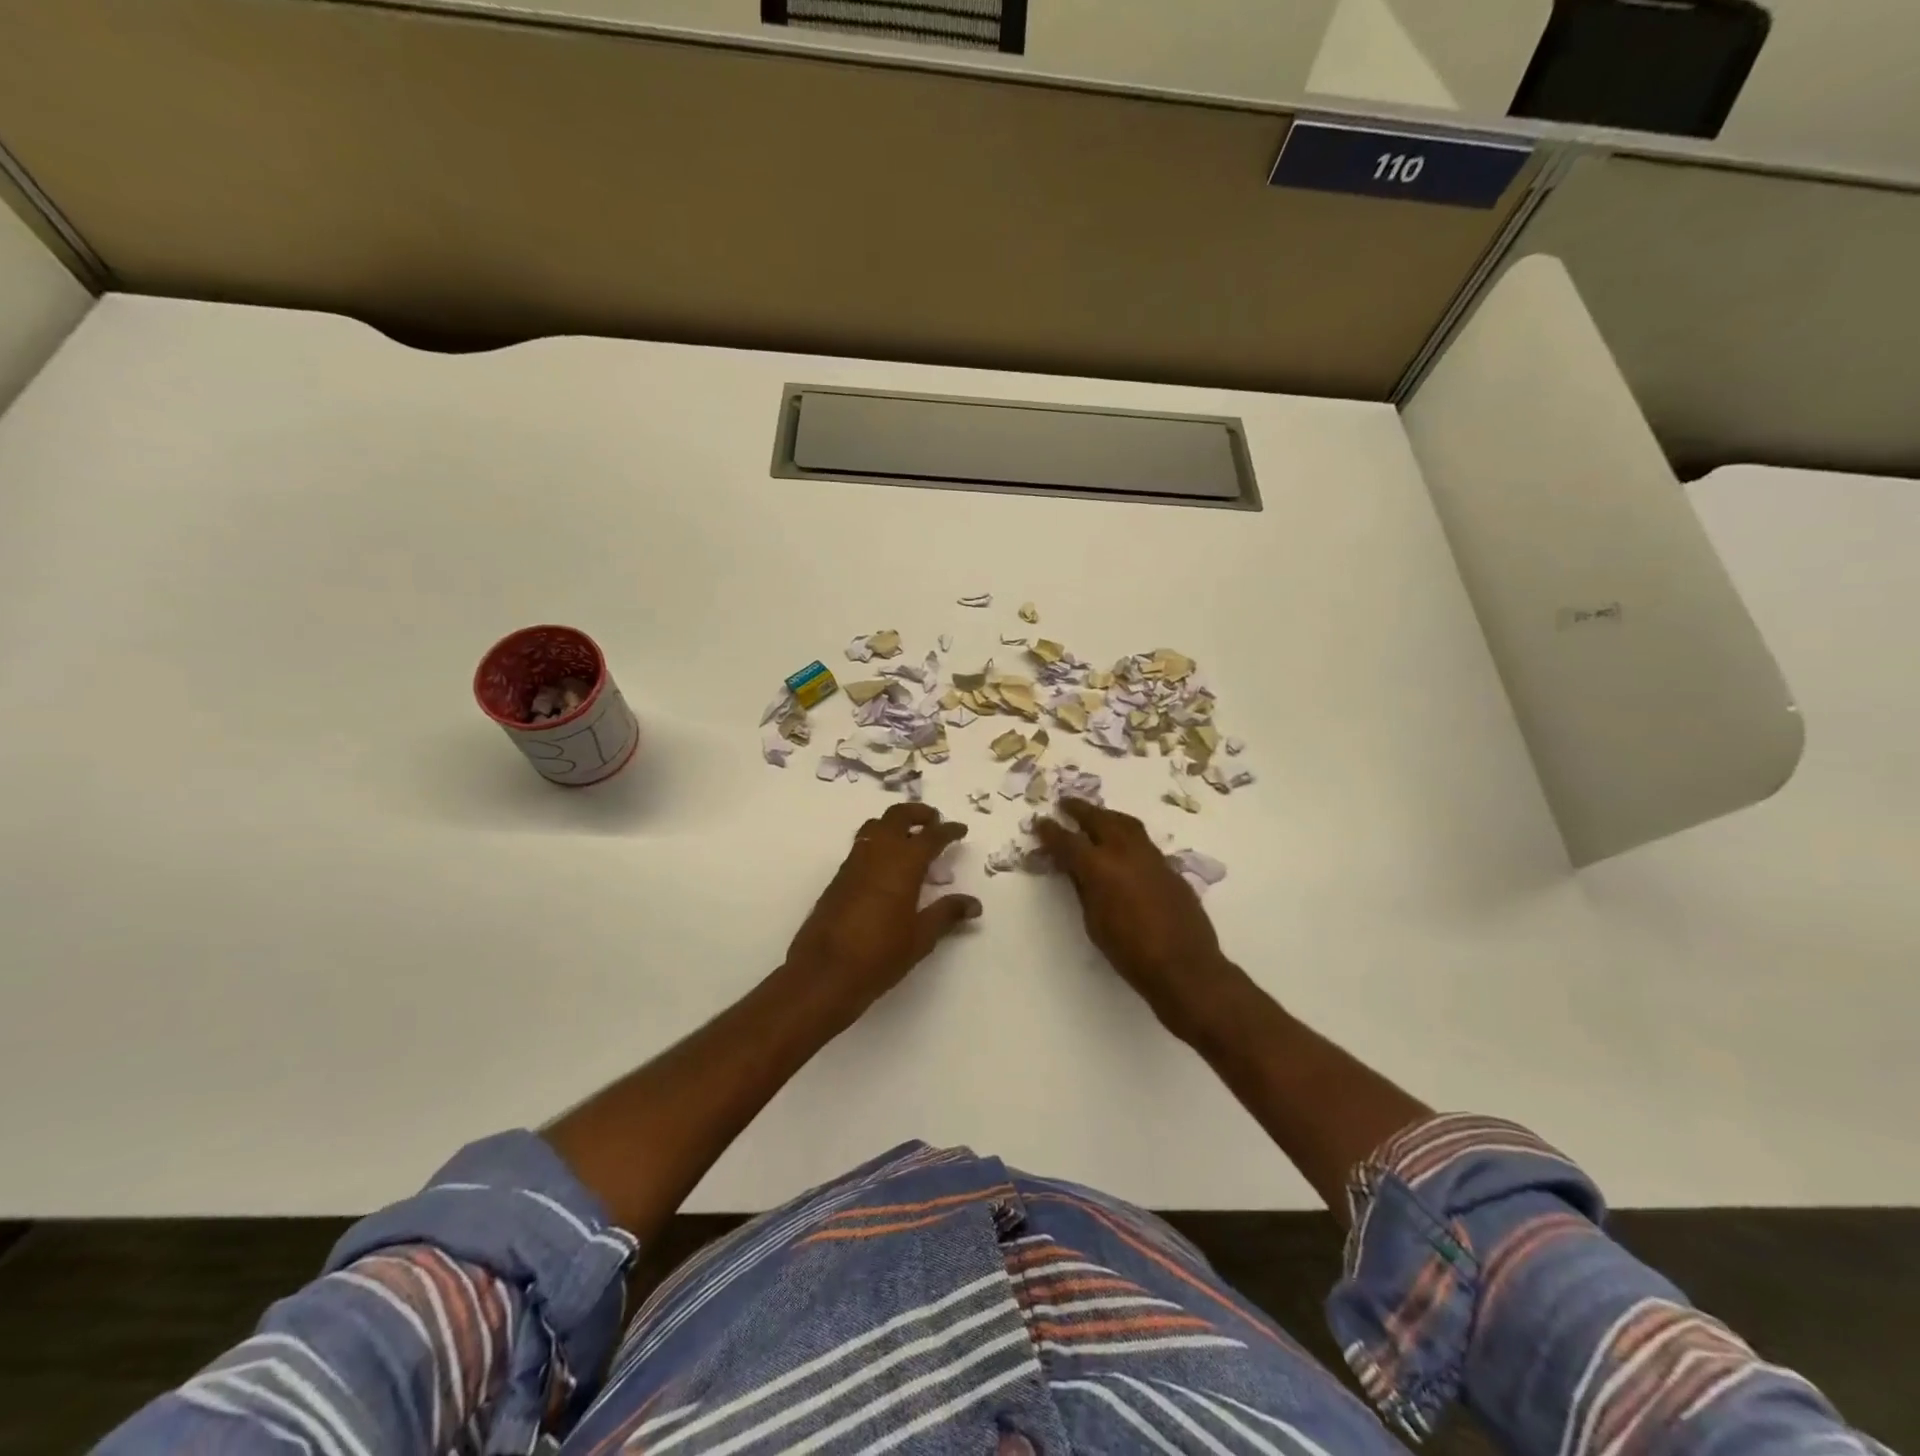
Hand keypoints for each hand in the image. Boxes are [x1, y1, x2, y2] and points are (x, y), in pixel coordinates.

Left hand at [784, 803, 980, 1025]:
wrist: (824, 972)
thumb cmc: (880, 955)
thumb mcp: (921, 937)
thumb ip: (947, 913)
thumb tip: (973, 903)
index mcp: (903, 864)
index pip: (931, 836)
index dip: (948, 830)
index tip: (960, 829)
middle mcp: (878, 854)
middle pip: (897, 816)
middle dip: (918, 813)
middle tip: (934, 821)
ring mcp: (854, 863)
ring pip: (875, 826)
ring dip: (894, 824)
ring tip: (910, 838)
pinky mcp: (839, 877)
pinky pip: (862, 845)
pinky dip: (879, 842)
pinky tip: (886, 865)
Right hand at [1035, 800, 1244, 1041]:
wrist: (1184, 966)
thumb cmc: (1129, 952)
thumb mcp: (1093, 922)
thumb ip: (1083, 888)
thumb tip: (1075, 869)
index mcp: (1099, 867)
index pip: (1067, 841)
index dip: (1050, 831)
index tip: (1040, 823)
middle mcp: (1125, 852)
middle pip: (1099, 819)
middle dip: (1080, 810)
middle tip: (1065, 803)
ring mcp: (1151, 856)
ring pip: (1125, 823)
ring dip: (1106, 816)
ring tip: (1095, 815)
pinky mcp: (1169, 867)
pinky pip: (1143, 841)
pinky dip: (1127, 835)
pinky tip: (1122, 846)